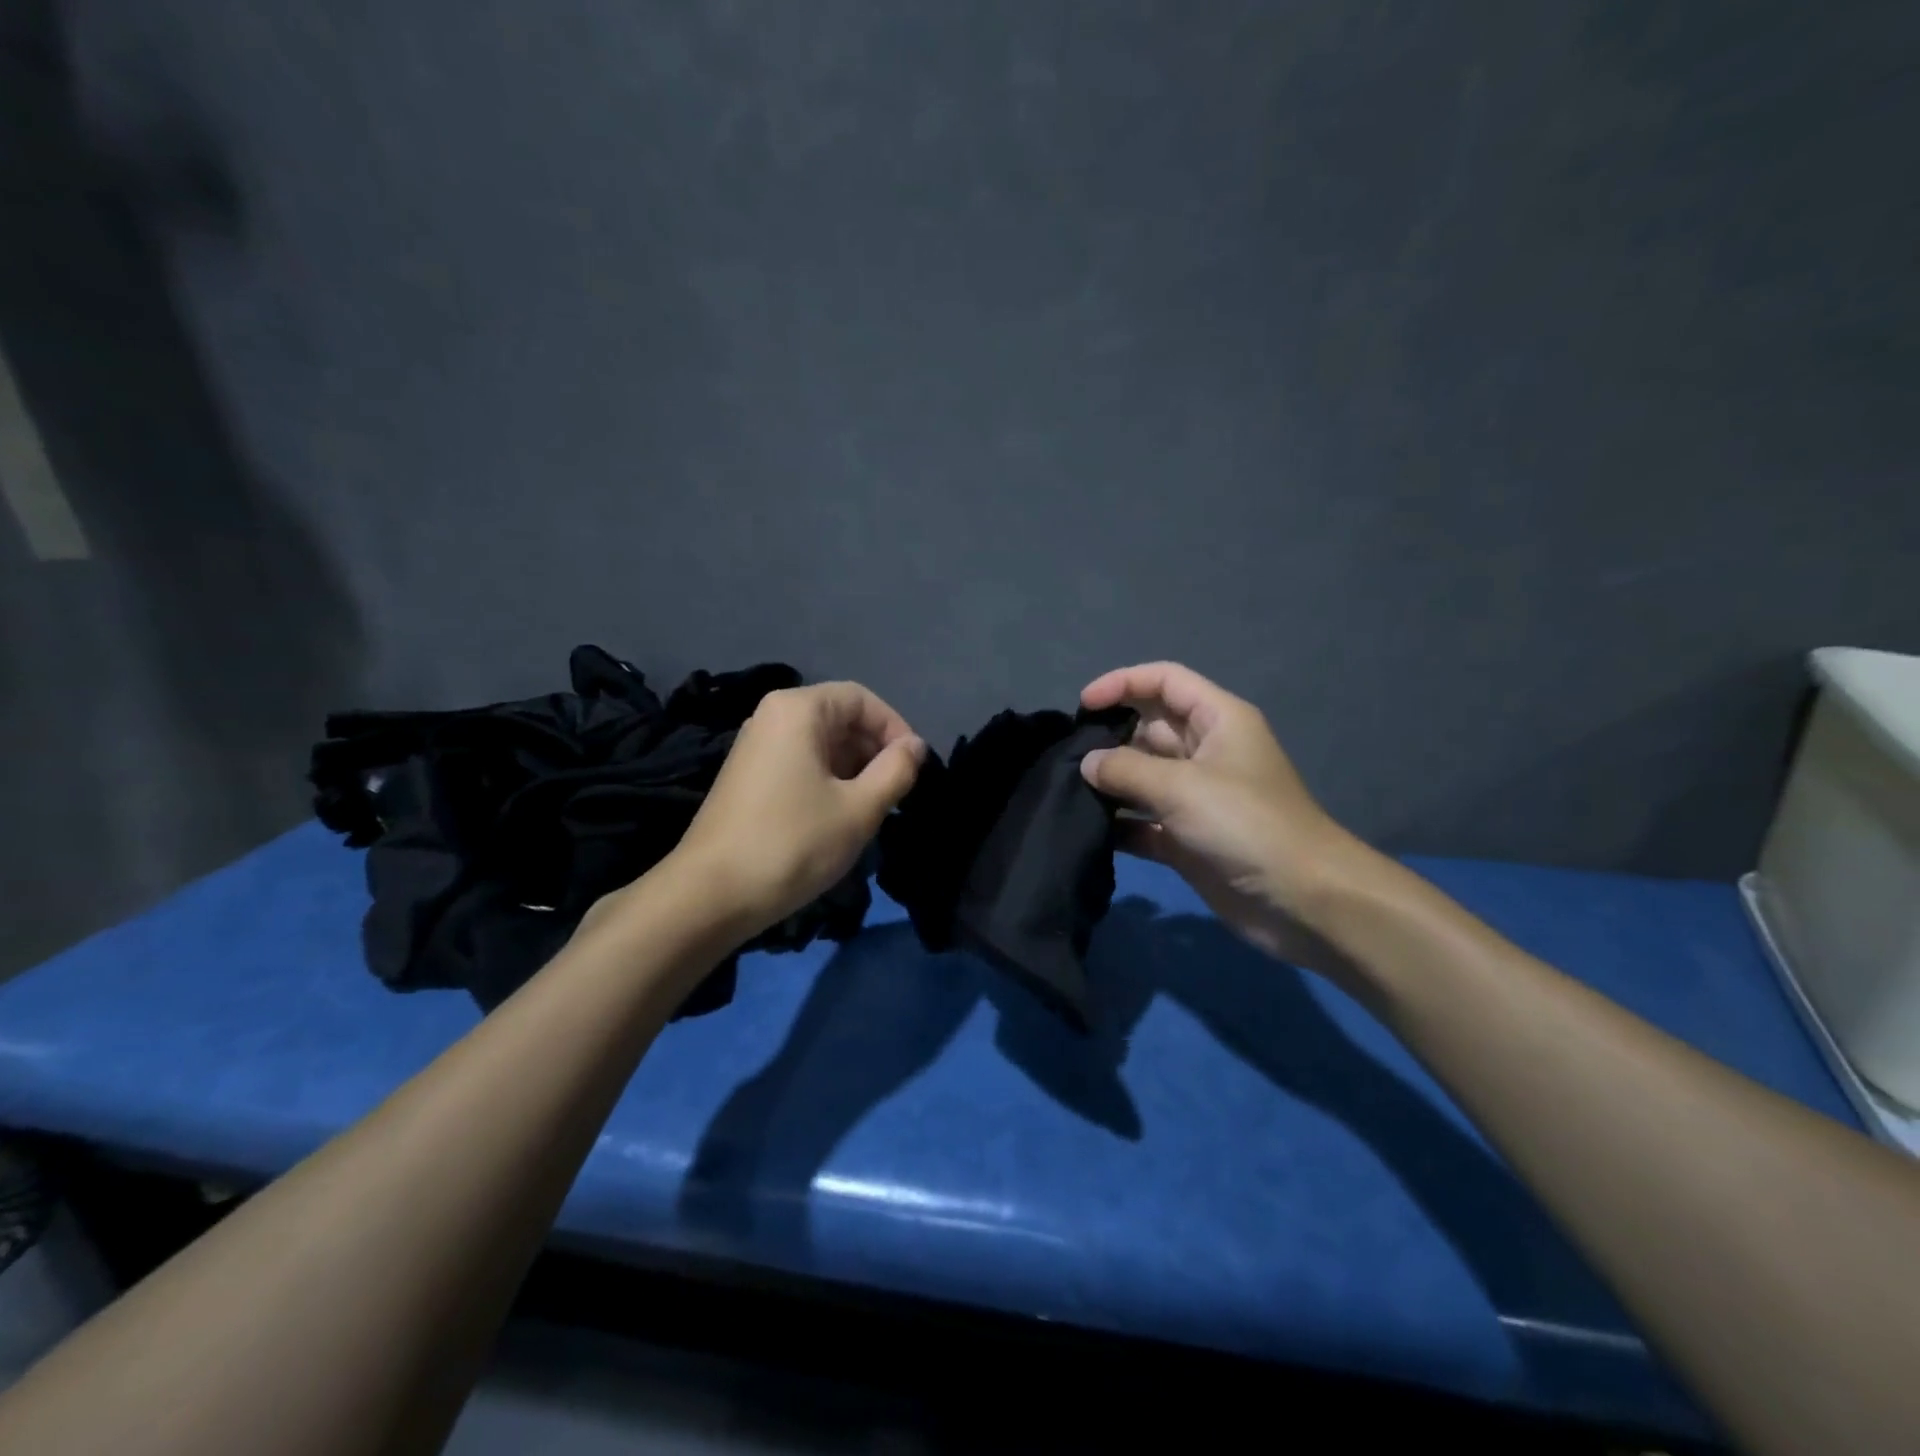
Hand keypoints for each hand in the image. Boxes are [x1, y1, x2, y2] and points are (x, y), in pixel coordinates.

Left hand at [672, 681, 925, 936]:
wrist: (711, 895)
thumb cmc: (793, 843)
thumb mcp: (858, 809)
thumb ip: (896, 770)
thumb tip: (915, 746)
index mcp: (798, 710)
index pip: (862, 700)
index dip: (896, 728)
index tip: (914, 768)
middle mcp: (772, 717)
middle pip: (840, 718)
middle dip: (875, 751)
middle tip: (897, 794)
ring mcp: (756, 747)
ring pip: (822, 745)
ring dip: (855, 770)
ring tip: (873, 810)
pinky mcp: (748, 778)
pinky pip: (800, 764)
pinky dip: (828, 782)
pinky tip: (839, 818)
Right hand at [1078, 661, 1376, 970]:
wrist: (1301, 901)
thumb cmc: (1245, 824)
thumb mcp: (1182, 786)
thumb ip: (1126, 769)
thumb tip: (1087, 763)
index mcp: (1217, 721)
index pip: (1165, 681)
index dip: (1123, 683)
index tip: (1083, 706)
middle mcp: (1205, 753)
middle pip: (1148, 729)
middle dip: (1108, 738)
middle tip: (1065, 757)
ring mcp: (1196, 798)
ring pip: (1142, 778)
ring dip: (1109, 784)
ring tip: (1067, 792)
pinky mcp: (1187, 839)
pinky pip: (1143, 822)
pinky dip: (1119, 825)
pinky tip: (1088, 831)